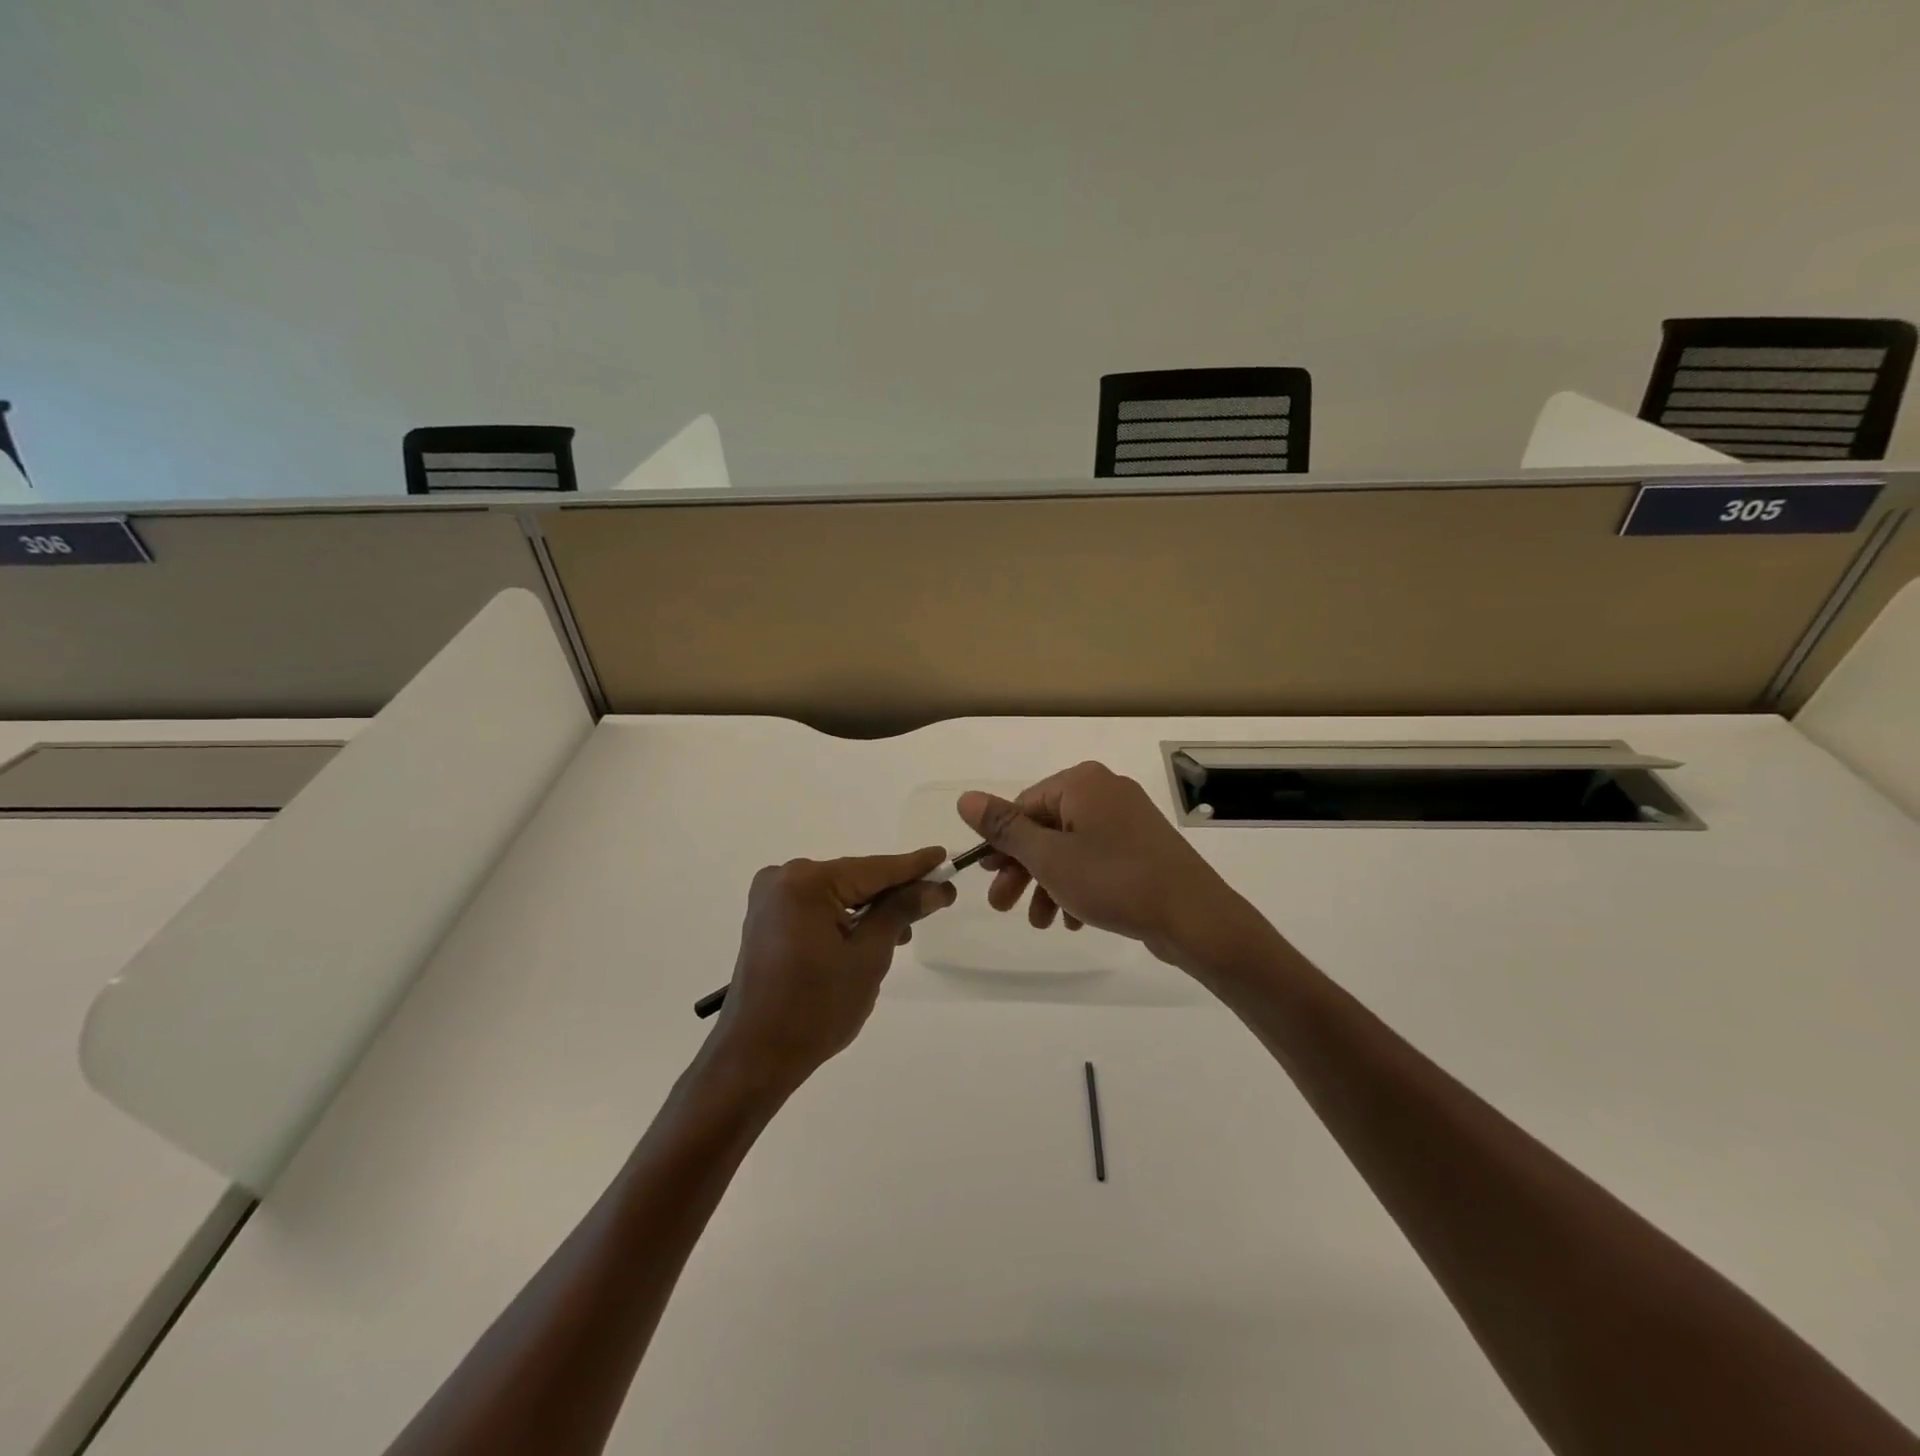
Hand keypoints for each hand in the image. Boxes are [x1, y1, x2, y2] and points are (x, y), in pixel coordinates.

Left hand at [710, 848, 955, 1092]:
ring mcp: (771, 900)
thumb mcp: (869, 957)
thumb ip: (900, 912)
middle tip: (937, 899)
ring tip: (907, 930)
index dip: (914, 866)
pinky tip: (872, 936)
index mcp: (806, 882)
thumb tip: (935, 887)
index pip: (874, 869)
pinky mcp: (768, 921)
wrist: (755, 1056)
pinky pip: (819, 908)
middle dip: (893, 892)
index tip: (945, 857)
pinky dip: (846, 919)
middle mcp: (783, 879)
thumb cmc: (816, 1008)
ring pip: (838, 894)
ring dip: (871, 909)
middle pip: (855, 878)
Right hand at [956, 762, 1267, 972]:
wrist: (1195, 917)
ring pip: (1070, 849)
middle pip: (1046, 828)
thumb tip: (965, 798)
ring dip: (1047, 884)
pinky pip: (1097, 861)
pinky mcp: (1143, 848)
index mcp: (1082, 783)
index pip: (1024, 805)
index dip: (1001, 843)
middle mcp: (1105, 792)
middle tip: (1002, 906)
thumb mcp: (1048, 856)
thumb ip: (1005, 828)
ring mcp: (1128, 821)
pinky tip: (1072, 921)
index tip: (987, 878)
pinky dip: (1078, 886)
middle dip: (1022, 869)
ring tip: (1040, 923)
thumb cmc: (1115, 880)